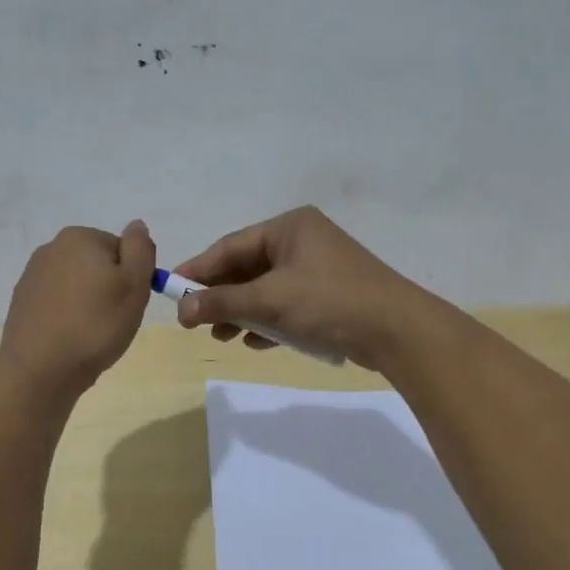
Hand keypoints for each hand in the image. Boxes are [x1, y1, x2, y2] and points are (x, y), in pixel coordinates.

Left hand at [0, 220, 156, 399]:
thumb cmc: (96, 325)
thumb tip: (137, 225)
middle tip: (113, 320)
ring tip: (91, 334)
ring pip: (78, 285)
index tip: (129, 303)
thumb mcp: (134, 284)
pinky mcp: (22, 302)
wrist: (40, 370)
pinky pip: (58, 303)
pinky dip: (68, 316)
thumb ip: (140, 249)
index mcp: (80, 237)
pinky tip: (71, 339)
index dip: (132, 278)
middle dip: (109, 289)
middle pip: (98, 265)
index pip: (122, 250)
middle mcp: (51, 248)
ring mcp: (32, 275)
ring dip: (89, 304)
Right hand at [172, 206, 432, 370]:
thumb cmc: (329, 302)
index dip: (199, 270)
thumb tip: (180, 311)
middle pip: (247, 267)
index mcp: (289, 227)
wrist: (398, 331)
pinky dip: (269, 321)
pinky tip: (254, 342)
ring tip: (221, 338)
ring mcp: (318, 268)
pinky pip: (287, 304)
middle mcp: (303, 241)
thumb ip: (222, 303)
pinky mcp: (329, 295)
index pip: (231, 246)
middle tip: (195, 323)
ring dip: (242, 312)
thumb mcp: (270, 300)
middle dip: (221, 296)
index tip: (172, 292)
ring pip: (267, 289)